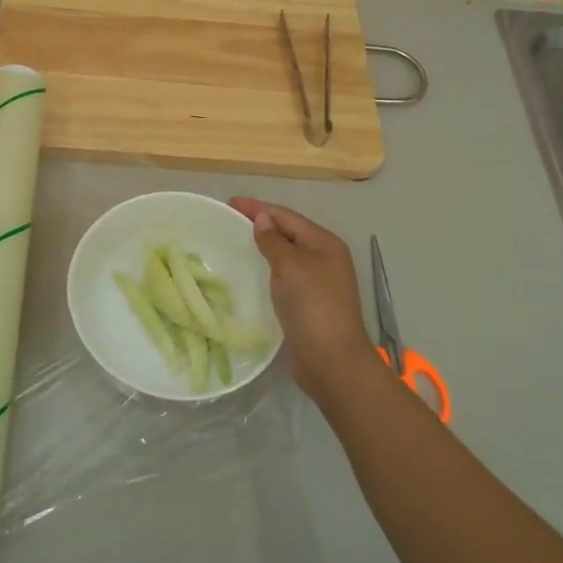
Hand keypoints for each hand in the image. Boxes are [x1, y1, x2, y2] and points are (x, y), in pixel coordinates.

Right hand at [229, 197, 375, 398]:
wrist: (332, 361)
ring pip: (287, 255)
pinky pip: (285, 276)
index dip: (258, 208)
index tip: (229, 202)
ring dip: (265, 247)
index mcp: (325, 243)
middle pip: (289, 233)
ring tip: (236, 242)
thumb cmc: (312, 306)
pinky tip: (252, 273)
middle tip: (229, 220)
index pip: (287, 216)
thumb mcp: (290, 266)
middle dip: (262, 224)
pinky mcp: (310, 303)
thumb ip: (274, 241)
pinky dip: (268, 269)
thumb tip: (263, 219)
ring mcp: (319, 282)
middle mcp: (325, 258)